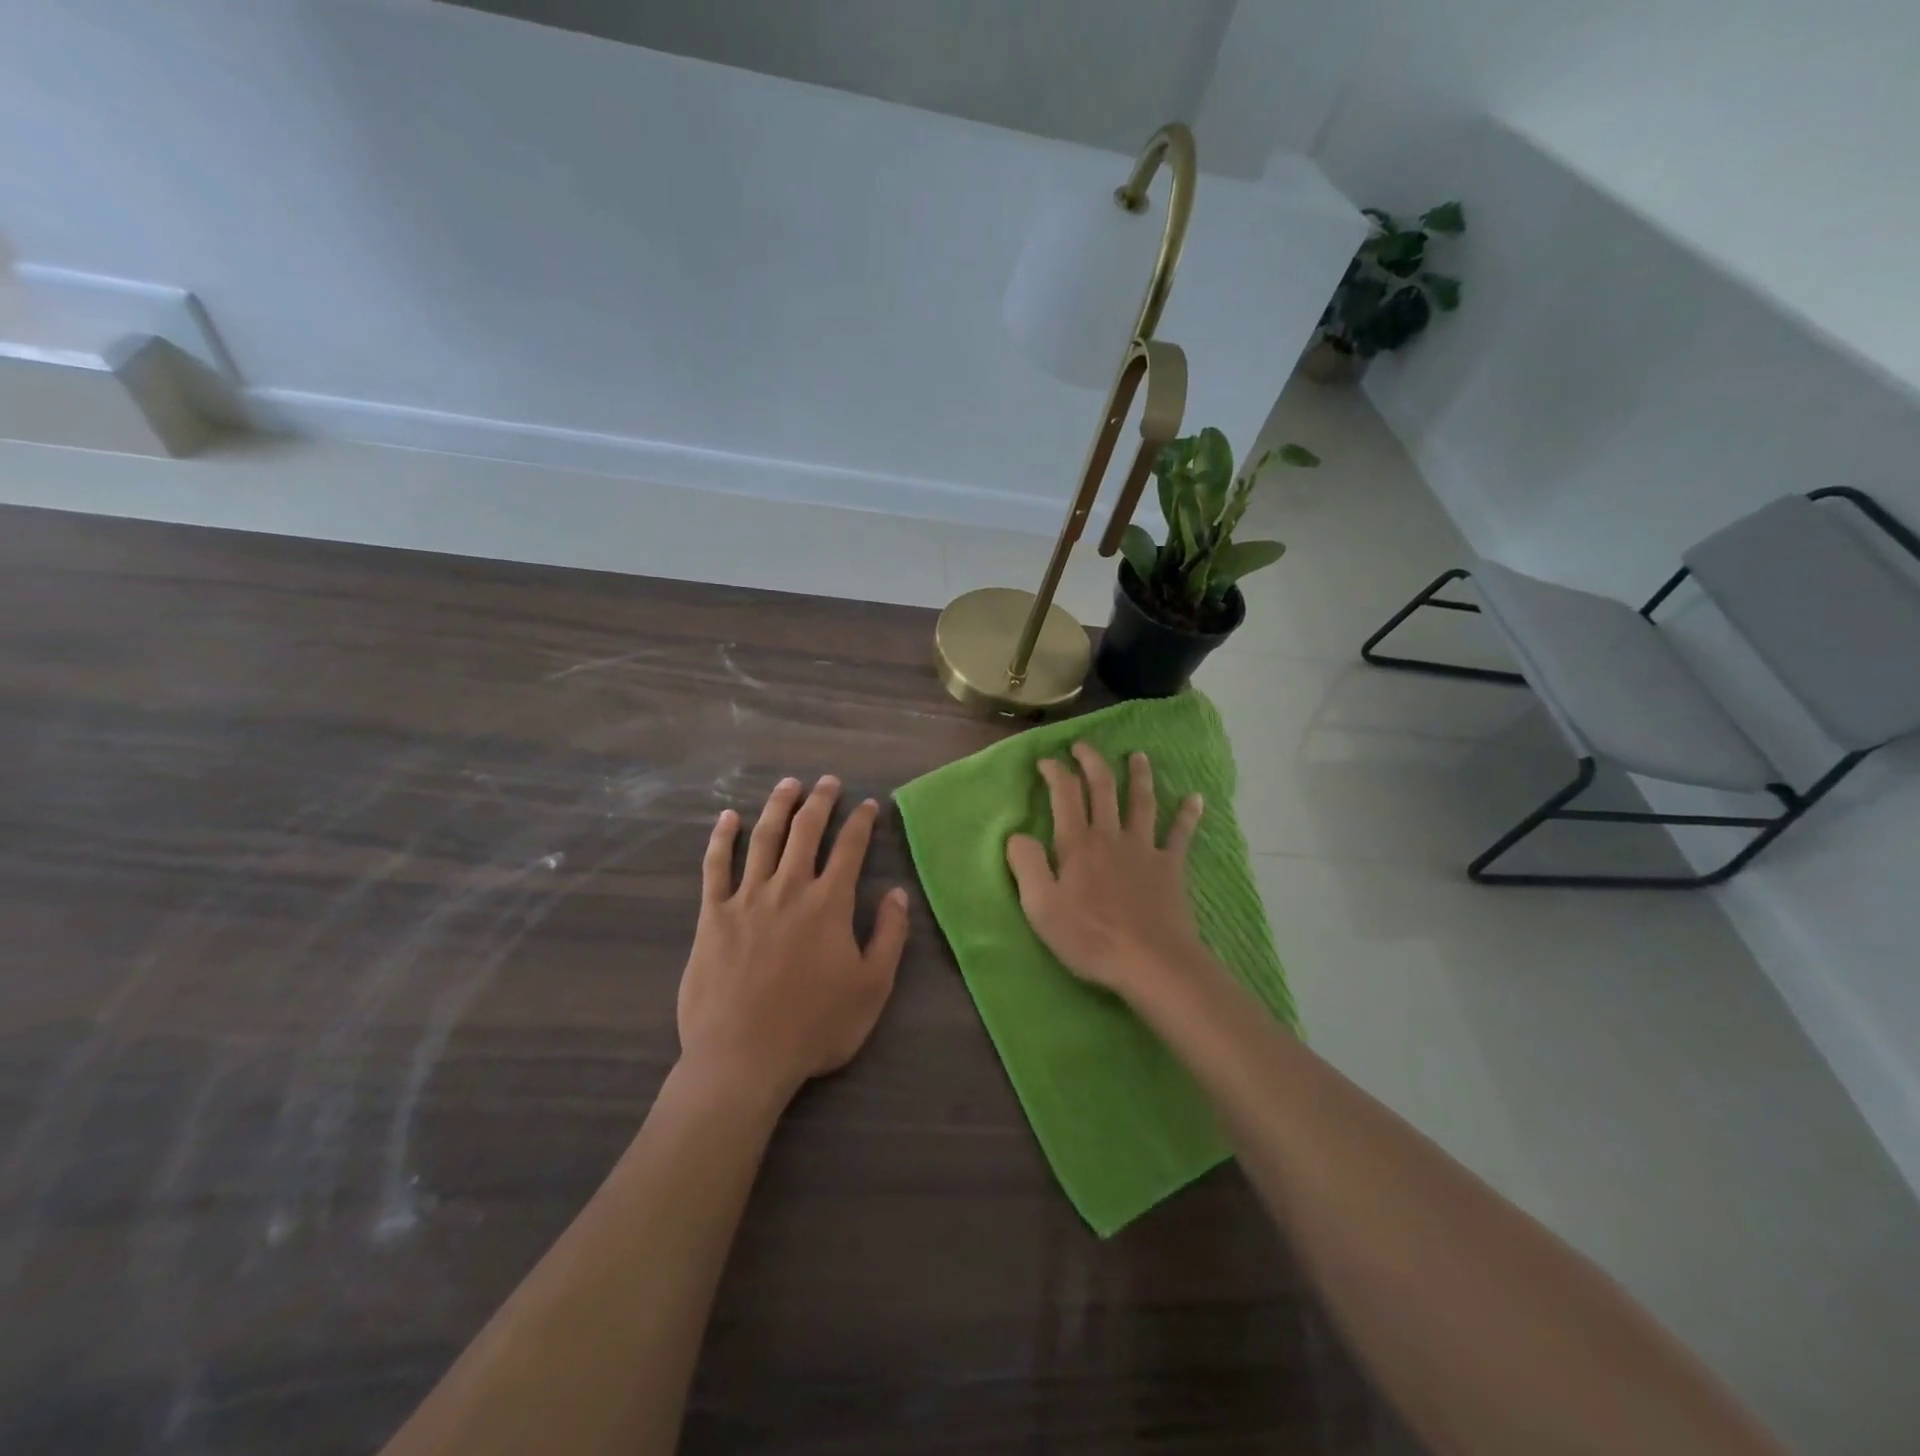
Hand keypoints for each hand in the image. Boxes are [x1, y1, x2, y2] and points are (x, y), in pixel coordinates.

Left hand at [677, 775, 909, 1102]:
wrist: (743, 1058)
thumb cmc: (815, 1027)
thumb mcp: (872, 987)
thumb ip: (889, 935)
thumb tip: (897, 892)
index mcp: (829, 904)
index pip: (850, 848)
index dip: (861, 821)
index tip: (868, 804)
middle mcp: (789, 889)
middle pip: (806, 831)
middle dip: (820, 801)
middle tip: (828, 781)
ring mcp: (747, 898)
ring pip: (764, 838)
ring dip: (778, 806)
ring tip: (788, 785)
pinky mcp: (712, 916)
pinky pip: (715, 866)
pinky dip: (722, 838)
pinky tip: (727, 818)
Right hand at [1005, 743, 1207, 1000]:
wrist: (1151, 962)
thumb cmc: (1089, 937)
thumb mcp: (1040, 907)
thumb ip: (1026, 865)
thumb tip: (1017, 835)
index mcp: (1078, 844)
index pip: (1065, 794)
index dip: (1056, 772)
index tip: (1046, 760)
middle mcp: (1111, 836)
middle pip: (1103, 788)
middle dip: (1092, 761)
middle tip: (1084, 745)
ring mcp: (1144, 849)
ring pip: (1142, 802)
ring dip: (1139, 776)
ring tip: (1139, 756)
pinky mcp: (1170, 867)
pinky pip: (1180, 835)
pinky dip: (1188, 815)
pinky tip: (1196, 798)